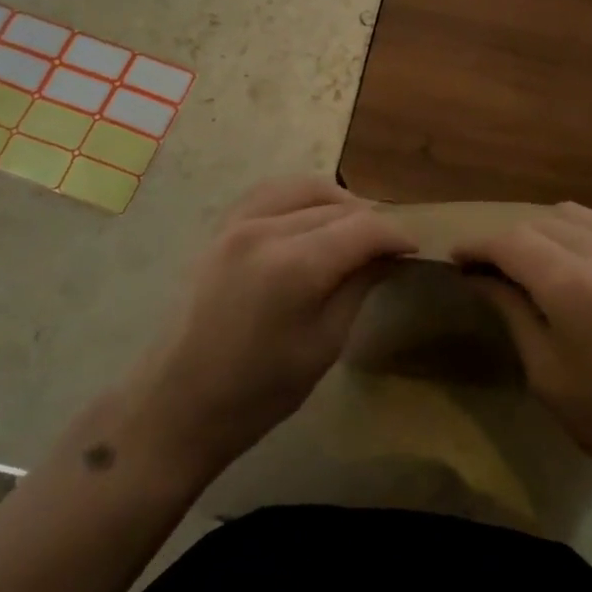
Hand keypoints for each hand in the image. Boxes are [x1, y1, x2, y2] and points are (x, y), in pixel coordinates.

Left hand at [92, 178, 415, 487]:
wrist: (178, 404)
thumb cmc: (258, 392)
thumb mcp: (325, 344)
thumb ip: (358, 287)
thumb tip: (386, 254)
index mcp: (296, 265)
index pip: (364, 227)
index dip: (396, 234)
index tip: (414, 249)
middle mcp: (266, 229)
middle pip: (337, 205)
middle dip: (369, 222)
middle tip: (387, 248)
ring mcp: (237, 222)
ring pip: (304, 187)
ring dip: (337, 202)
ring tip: (353, 229)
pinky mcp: (220, 227)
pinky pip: (270, 192)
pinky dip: (299, 197)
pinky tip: (311, 218)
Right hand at [453, 202, 591, 513]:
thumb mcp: (548, 374)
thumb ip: (512, 311)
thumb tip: (479, 276)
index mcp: (575, 285)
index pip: (510, 242)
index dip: (478, 245)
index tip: (458, 257)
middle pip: (541, 222)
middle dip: (509, 240)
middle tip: (492, 268)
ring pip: (577, 216)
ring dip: (546, 232)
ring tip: (536, 263)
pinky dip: (585, 236)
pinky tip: (582, 266)